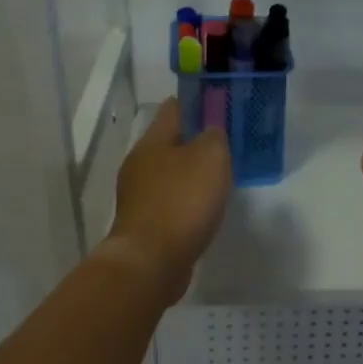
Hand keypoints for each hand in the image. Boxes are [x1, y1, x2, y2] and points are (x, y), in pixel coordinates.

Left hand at [101, 98, 231, 302]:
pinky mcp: (144, 223)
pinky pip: (170, 200)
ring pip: (169, 173)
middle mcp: (139, 164)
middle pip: (169, 142)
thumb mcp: (210, 157)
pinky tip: (203, 207)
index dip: (195, 102)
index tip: (217, 101)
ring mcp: (138, 196)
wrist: (151, 261)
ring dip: (190, 172)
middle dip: (193, 139)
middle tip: (224, 141)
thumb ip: (214, 137)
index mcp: (152, 142)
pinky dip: (185, 199)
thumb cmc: (182, 200)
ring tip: (218, 175)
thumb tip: (210, 132)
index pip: (173, 109)